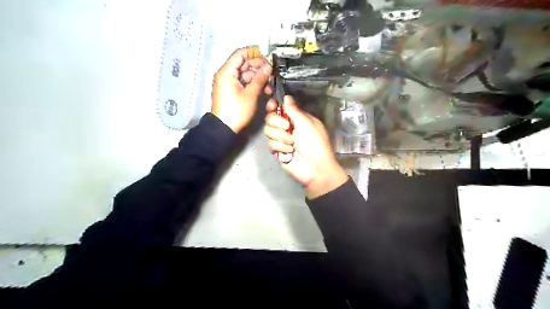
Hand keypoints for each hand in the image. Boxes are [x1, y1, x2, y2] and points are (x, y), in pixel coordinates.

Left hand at [211, 47, 270, 132]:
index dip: (254, 53)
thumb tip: (268, 67)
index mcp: (227, 72)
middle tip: (271, 73)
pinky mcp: (231, 91)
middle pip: (244, 64)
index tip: (266, 58)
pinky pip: (243, 83)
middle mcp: (226, 75)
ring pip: (245, 74)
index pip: (240, 54)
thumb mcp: (250, 94)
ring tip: (269, 86)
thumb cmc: (235, 112)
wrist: (224, 128)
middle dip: (258, 68)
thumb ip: (260, 79)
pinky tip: (263, 90)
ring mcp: (228, 83)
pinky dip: (253, 85)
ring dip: (258, 78)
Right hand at [263, 96, 346, 198]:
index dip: (273, 106)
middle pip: (270, 118)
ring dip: (281, 136)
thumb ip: (294, 110)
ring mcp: (281, 139)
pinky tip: (289, 152)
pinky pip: (270, 144)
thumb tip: (286, 97)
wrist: (315, 167)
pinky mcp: (277, 150)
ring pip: (268, 130)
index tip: (272, 105)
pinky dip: (280, 147)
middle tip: (288, 128)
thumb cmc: (315, 142)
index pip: (279, 108)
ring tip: (292, 143)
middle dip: (277, 122)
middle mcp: (287, 127)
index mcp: (296, 118)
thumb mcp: (307, 123)